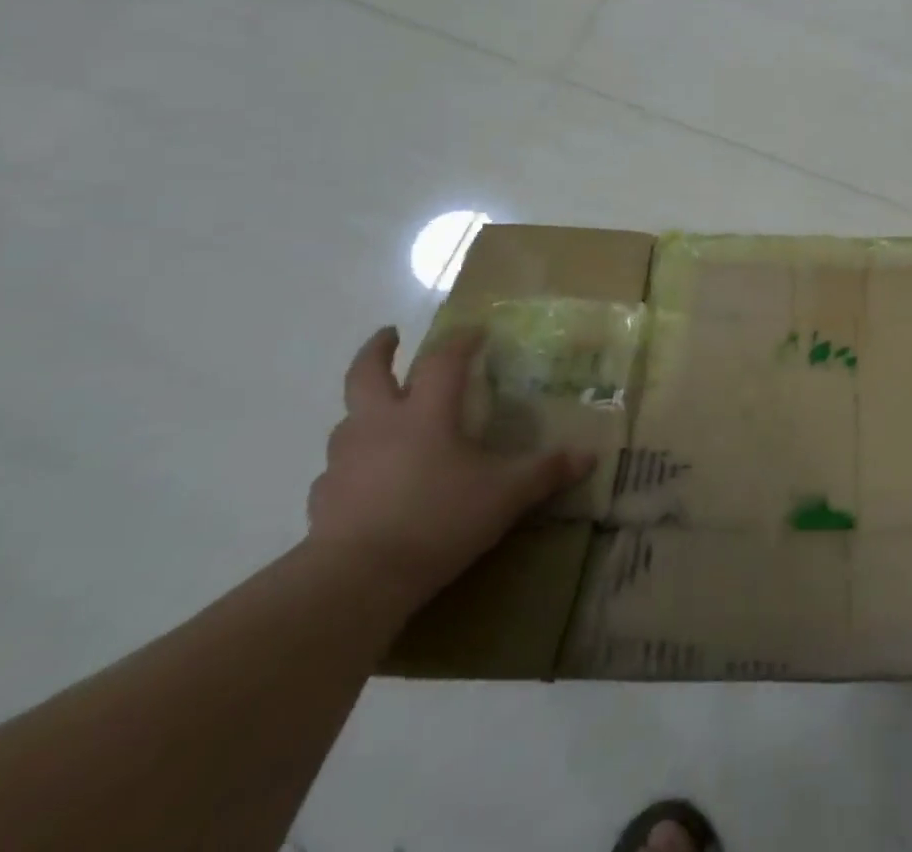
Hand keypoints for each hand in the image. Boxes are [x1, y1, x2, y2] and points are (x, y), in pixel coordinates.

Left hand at [305, 326, 593, 606]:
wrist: (356, 581)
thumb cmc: (438, 520)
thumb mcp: (506, 495)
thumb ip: (546, 472)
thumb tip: (589, 456)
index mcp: (426, 413)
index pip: (442, 360)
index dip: (460, 340)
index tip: (475, 330)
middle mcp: (380, 425)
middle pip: (367, 373)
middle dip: (378, 350)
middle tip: (391, 336)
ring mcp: (345, 461)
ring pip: (347, 419)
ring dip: (363, 409)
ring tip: (382, 414)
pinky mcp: (322, 499)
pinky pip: (336, 470)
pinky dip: (352, 465)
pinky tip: (366, 481)